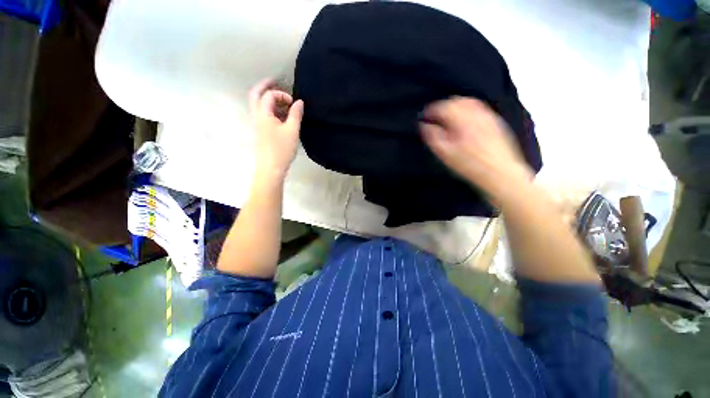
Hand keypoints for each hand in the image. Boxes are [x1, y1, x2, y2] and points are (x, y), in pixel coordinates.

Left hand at [249, 79, 303, 180]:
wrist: (270, 168)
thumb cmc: (281, 149)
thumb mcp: (292, 131)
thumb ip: (296, 114)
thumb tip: (299, 102)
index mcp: (263, 114)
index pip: (269, 95)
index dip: (282, 95)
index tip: (294, 103)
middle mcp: (257, 116)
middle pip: (255, 95)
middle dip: (265, 86)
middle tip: (275, 82)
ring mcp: (257, 125)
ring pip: (258, 105)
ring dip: (268, 99)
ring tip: (282, 102)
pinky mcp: (260, 133)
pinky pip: (263, 115)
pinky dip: (270, 110)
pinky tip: (281, 117)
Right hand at [420, 97, 532, 202]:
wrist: (500, 172)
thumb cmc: (469, 165)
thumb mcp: (445, 153)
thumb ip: (433, 136)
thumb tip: (424, 125)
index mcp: (461, 120)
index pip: (442, 107)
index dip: (430, 111)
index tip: (424, 117)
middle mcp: (476, 113)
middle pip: (456, 101)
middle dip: (443, 107)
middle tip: (435, 117)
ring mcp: (487, 116)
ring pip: (469, 102)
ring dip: (455, 106)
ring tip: (448, 117)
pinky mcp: (495, 122)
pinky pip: (479, 108)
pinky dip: (468, 110)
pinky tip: (464, 121)